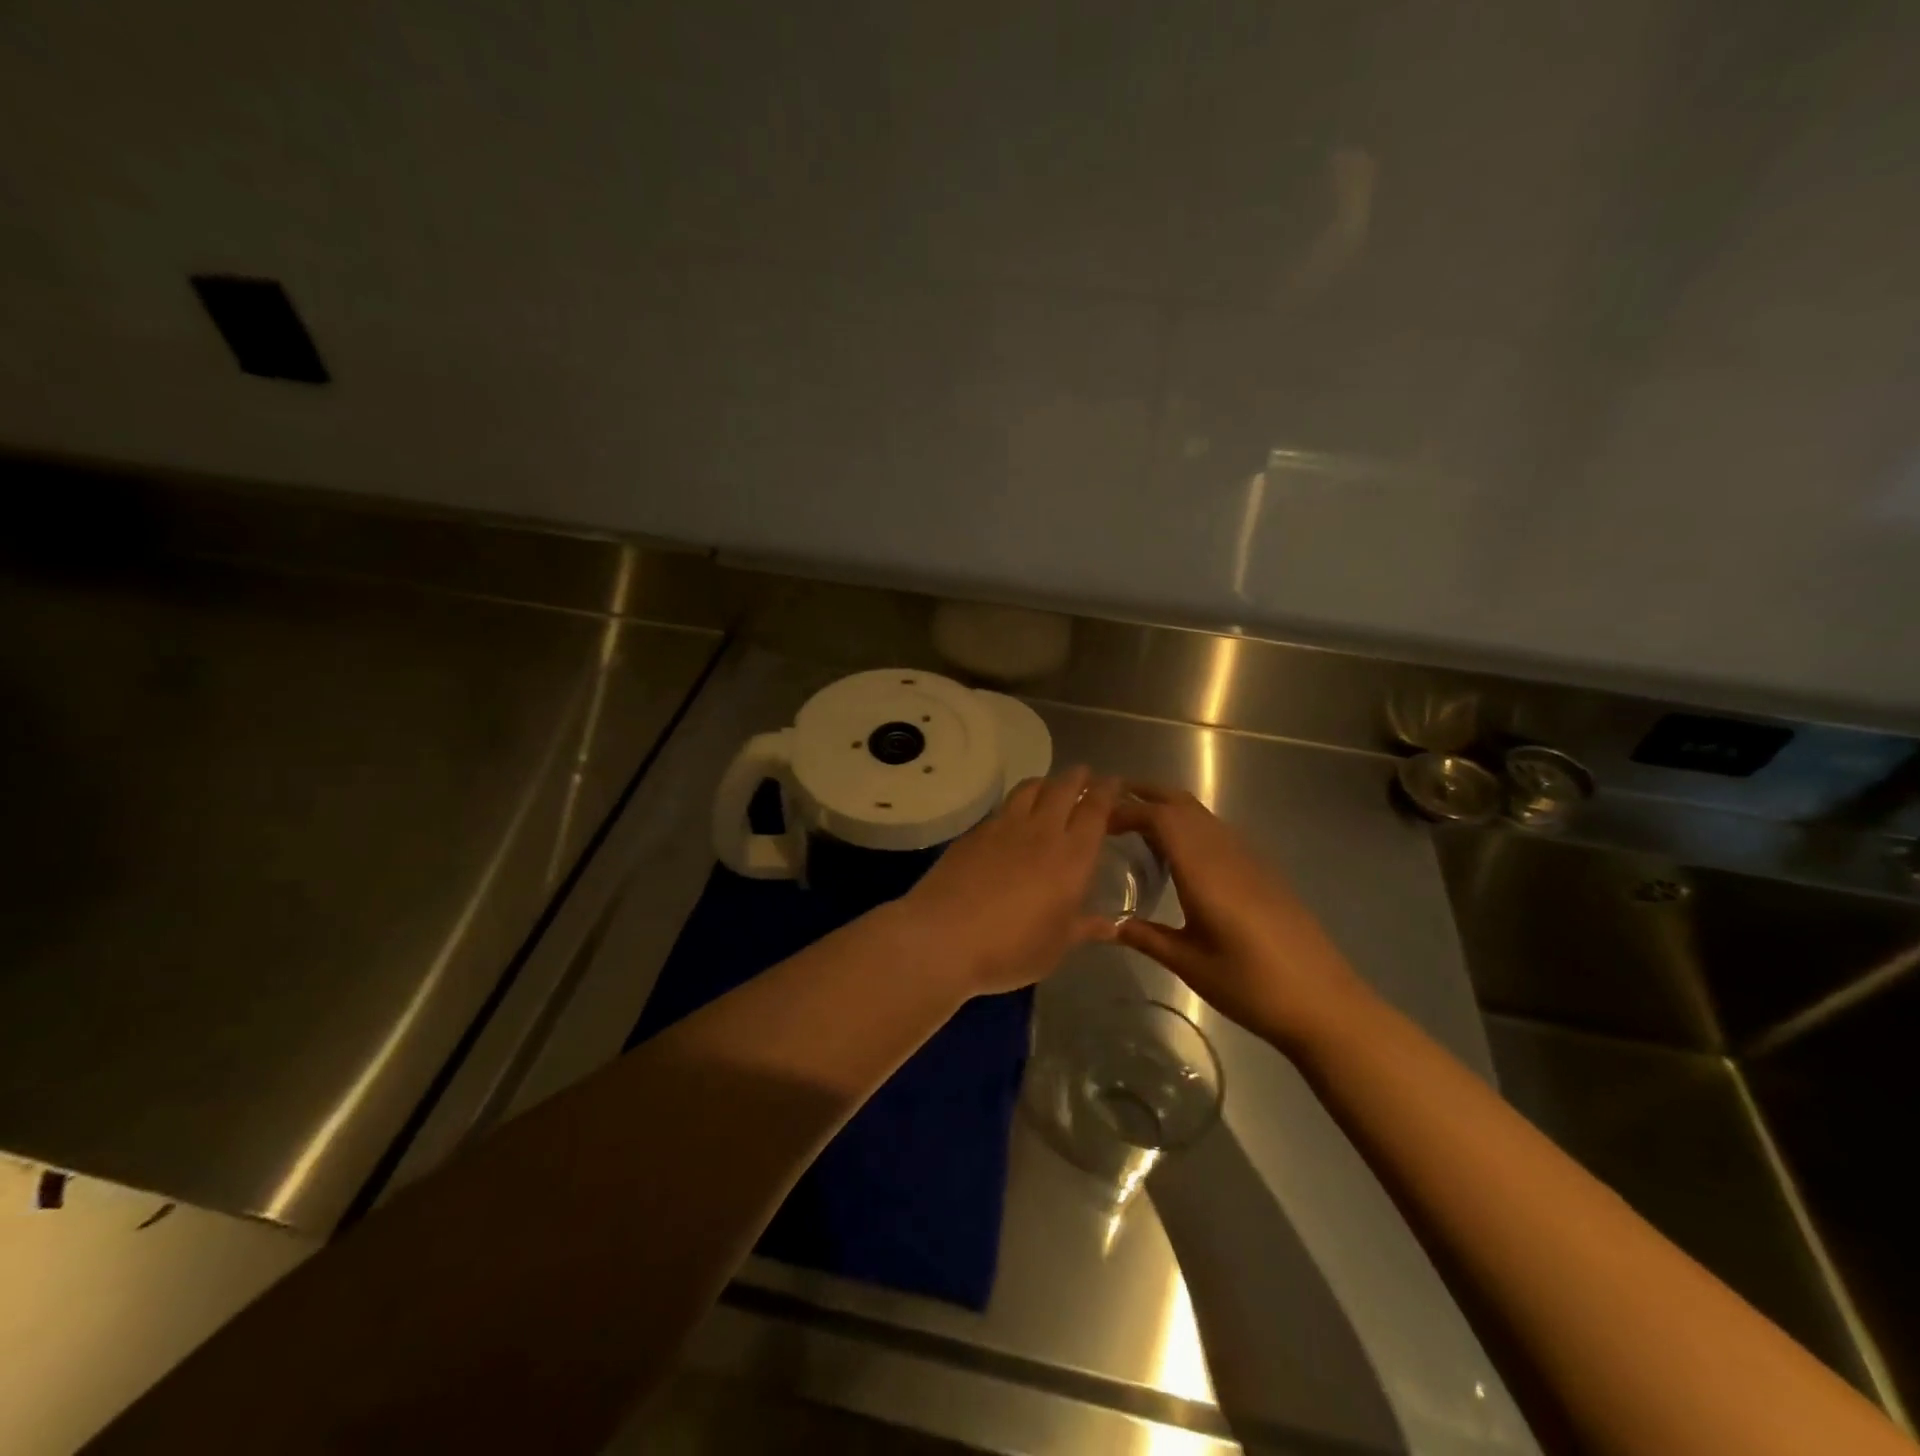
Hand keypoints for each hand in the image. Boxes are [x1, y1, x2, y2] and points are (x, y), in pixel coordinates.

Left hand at [901, 766, 1120, 996]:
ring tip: (1051, 787)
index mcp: (1072, 856)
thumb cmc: (1011, 948)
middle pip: (1064, 788)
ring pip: (1030, 788)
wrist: (944, 937)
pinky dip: (1017, 803)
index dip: (1107, 791)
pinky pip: (1003, 807)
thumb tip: (1112, 926)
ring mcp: (1004, 827)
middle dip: (1078, 777)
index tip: (1114, 782)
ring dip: (1046, 782)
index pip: (1095, 809)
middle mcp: (1042, 831)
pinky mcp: (975, 832)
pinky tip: (1014, 816)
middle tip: (1086, 776)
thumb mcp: (1056, 947)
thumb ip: (1085, 928)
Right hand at [1111, 784, 1367, 1047]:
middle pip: (1181, 802)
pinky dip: (1188, 826)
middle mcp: (1226, 852)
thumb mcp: (1190, 965)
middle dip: (1143, 794)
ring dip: (1166, 808)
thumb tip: (1111, 925)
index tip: (1096, 821)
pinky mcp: (1262, 870)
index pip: (1160, 817)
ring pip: (1201, 814)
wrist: (1326, 1003)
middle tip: (1108, 804)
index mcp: (1204, 870)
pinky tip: (1178, 856)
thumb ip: (1148, 938)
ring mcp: (1248, 858)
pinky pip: (1217, 831)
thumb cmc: (1252, 986)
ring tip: (1134, 827)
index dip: (1125, 810)